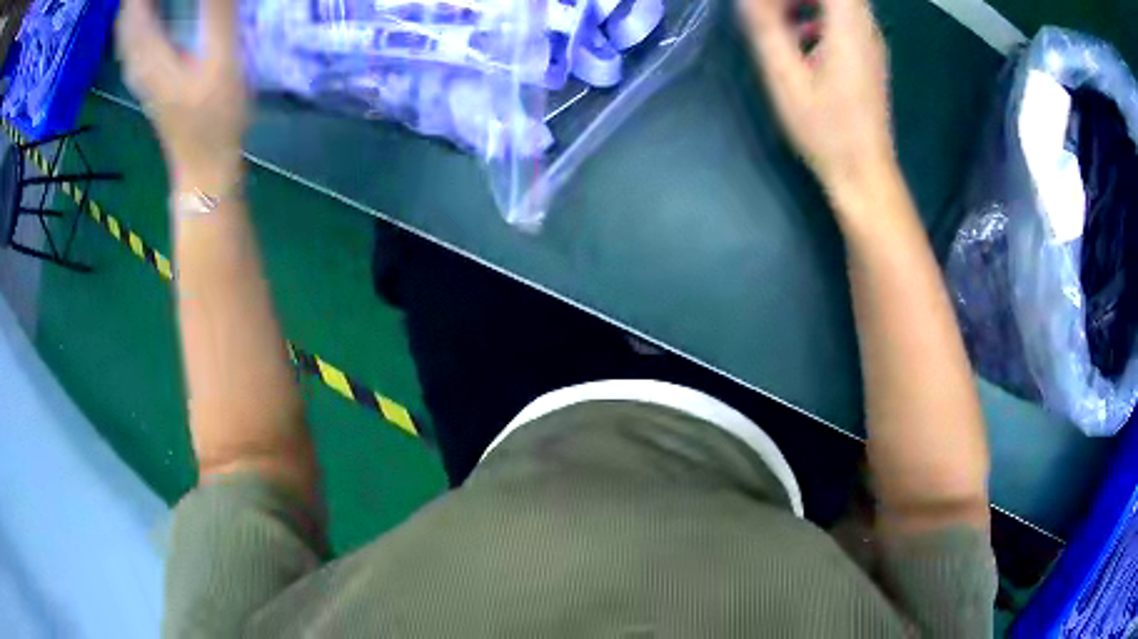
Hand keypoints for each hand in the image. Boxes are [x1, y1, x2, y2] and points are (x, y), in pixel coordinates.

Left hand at [116, 0, 247, 193]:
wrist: (203, 167)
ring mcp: (139, 72)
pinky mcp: (146, 76)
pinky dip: (139, 18)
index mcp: (149, 56)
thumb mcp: (223, 64)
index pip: (134, 8)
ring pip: (127, 28)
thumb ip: (218, 16)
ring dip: (138, 6)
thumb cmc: (215, 120)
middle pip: (127, 17)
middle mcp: (136, 62)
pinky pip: (132, 39)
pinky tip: (151, 11)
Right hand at [738, 0, 895, 199]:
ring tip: (777, 16)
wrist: (864, 172)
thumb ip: (766, 28)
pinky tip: (799, 36)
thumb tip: (747, 0)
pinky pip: (844, 17)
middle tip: (768, 10)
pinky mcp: (869, 56)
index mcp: (849, 28)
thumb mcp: (786, 78)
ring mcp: (871, 43)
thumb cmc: (826, 129)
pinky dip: (818, 13)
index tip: (769, 5)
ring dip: (805, 0)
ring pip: (840, 2)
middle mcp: (866, 29)